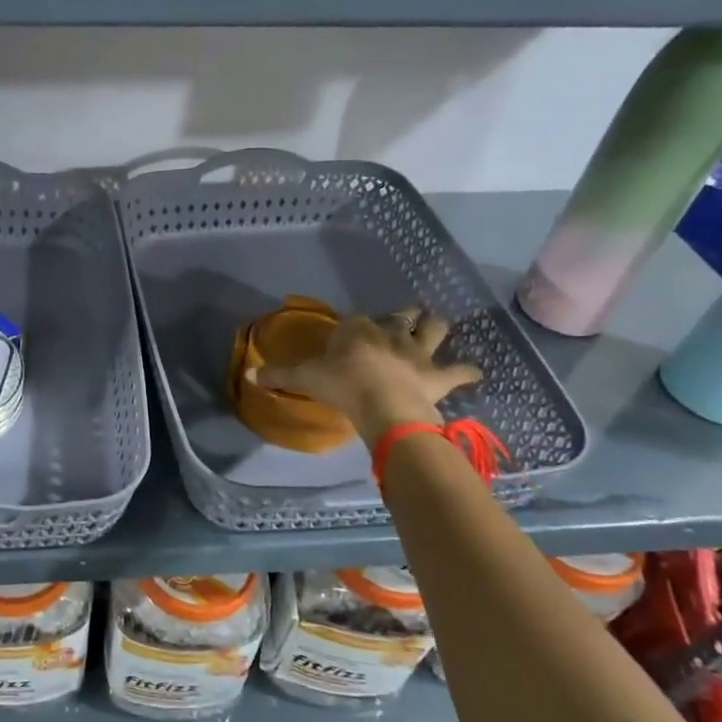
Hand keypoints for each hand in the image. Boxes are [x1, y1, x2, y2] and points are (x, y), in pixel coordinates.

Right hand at [248, 308, 481, 440]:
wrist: (383, 406)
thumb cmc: (341, 386)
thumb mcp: (304, 379)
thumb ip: (278, 376)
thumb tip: (248, 375)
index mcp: (357, 330)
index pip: (357, 319)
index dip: (356, 326)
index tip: (352, 333)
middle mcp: (391, 333)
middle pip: (402, 315)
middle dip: (403, 316)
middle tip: (402, 321)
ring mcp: (418, 352)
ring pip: (435, 328)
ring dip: (436, 328)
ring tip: (436, 329)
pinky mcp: (438, 374)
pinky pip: (460, 370)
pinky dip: (467, 370)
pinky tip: (473, 372)